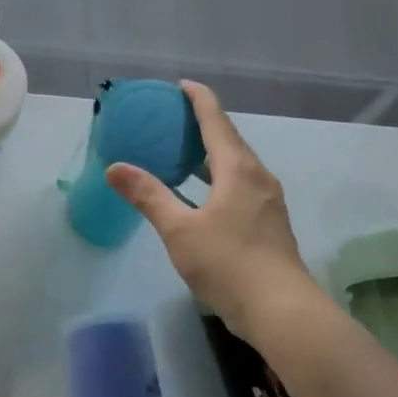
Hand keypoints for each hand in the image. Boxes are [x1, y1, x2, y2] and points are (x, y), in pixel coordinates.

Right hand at [106, 81, 320, 338]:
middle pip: (229, 139)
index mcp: (238, 169)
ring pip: (236, 164)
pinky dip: (217, 176)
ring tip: (181, 152)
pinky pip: (240, 184)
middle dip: (202, 124)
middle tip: (171, 119)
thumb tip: (116, 167)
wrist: (281, 311)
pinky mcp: (268, 222)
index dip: (198, 99)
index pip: (216, 120)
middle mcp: (257, 176)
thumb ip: (148, 196)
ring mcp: (267, 200)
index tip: (180, 85)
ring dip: (210, 153)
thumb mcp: (179, 230)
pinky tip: (200, 193)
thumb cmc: (228, 263)